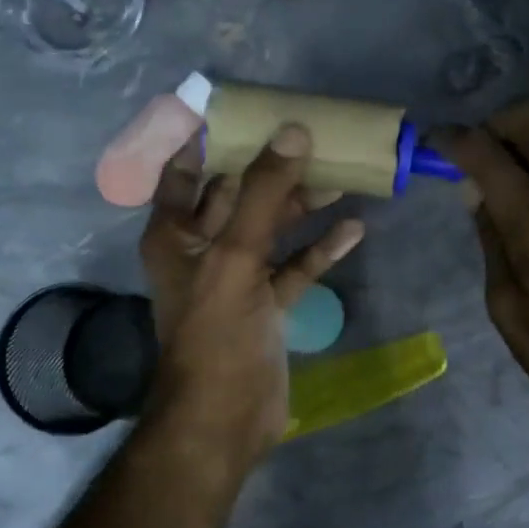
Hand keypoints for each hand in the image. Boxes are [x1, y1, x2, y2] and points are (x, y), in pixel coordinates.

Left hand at [138, 125, 364, 455]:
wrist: (225, 420)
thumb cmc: (216, 332)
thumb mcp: (235, 256)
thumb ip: (262, 193)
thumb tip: (292, 131)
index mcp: (176, 233)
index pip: (183, 170)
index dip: (206, 138)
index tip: (243, 107)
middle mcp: (202, 249)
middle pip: (237, 194)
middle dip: (272, 167)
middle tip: (313, 136)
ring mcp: (237, 278)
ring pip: (270, 228)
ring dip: (302, 205)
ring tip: (343, 177)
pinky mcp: (266, 305)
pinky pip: (294, 266)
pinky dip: (319, 249)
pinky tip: (353, 230)